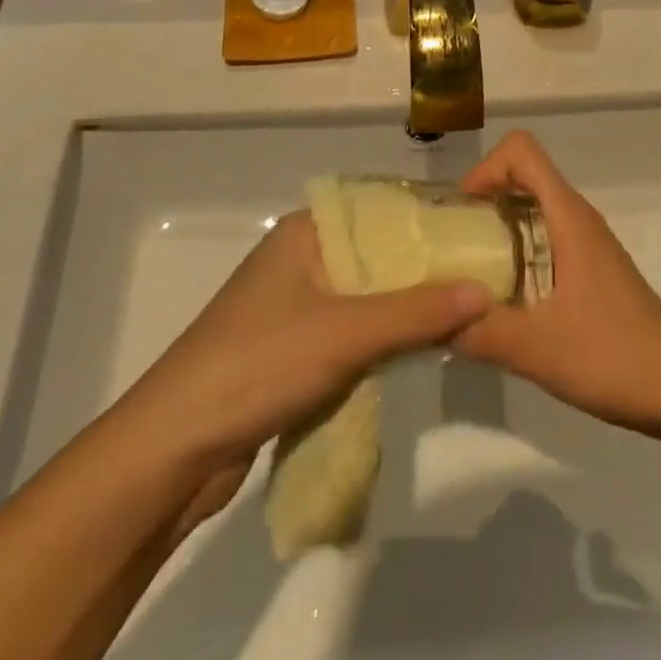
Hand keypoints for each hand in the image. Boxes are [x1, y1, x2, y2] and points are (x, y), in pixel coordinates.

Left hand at [116, 211, 488, 508]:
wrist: (174, 449)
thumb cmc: (259, 365)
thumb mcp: (346, 333)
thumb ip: (418, 312)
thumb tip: (485, 291)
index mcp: (306, 233)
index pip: (381, 210)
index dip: (430, 220)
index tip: (481, 233)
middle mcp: (301, 259)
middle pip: (378, 255)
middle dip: (426, 269)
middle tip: (486, 276)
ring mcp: (295, 305)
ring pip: (367, 296)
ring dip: (407, 308)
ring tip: (467, 310)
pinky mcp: (292, 349)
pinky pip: (351, 331)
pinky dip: (384, 339)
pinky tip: (424, 347)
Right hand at [451, 132, 660, 430]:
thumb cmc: (614, 357)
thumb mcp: (536, 348)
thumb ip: (478, 331)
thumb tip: (430, 322)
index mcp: (567, 217)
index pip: (521, 151)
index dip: (485, 169)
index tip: (461, 214)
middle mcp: (577, 218)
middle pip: (522, 176)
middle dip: (481, 201)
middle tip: (452, 249)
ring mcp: (586, 243)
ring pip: (532, 210)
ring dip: (495, 230)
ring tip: (468, 276)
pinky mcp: (590, 269)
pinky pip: (543, 239)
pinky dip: (515, 253)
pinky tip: (503, 302)